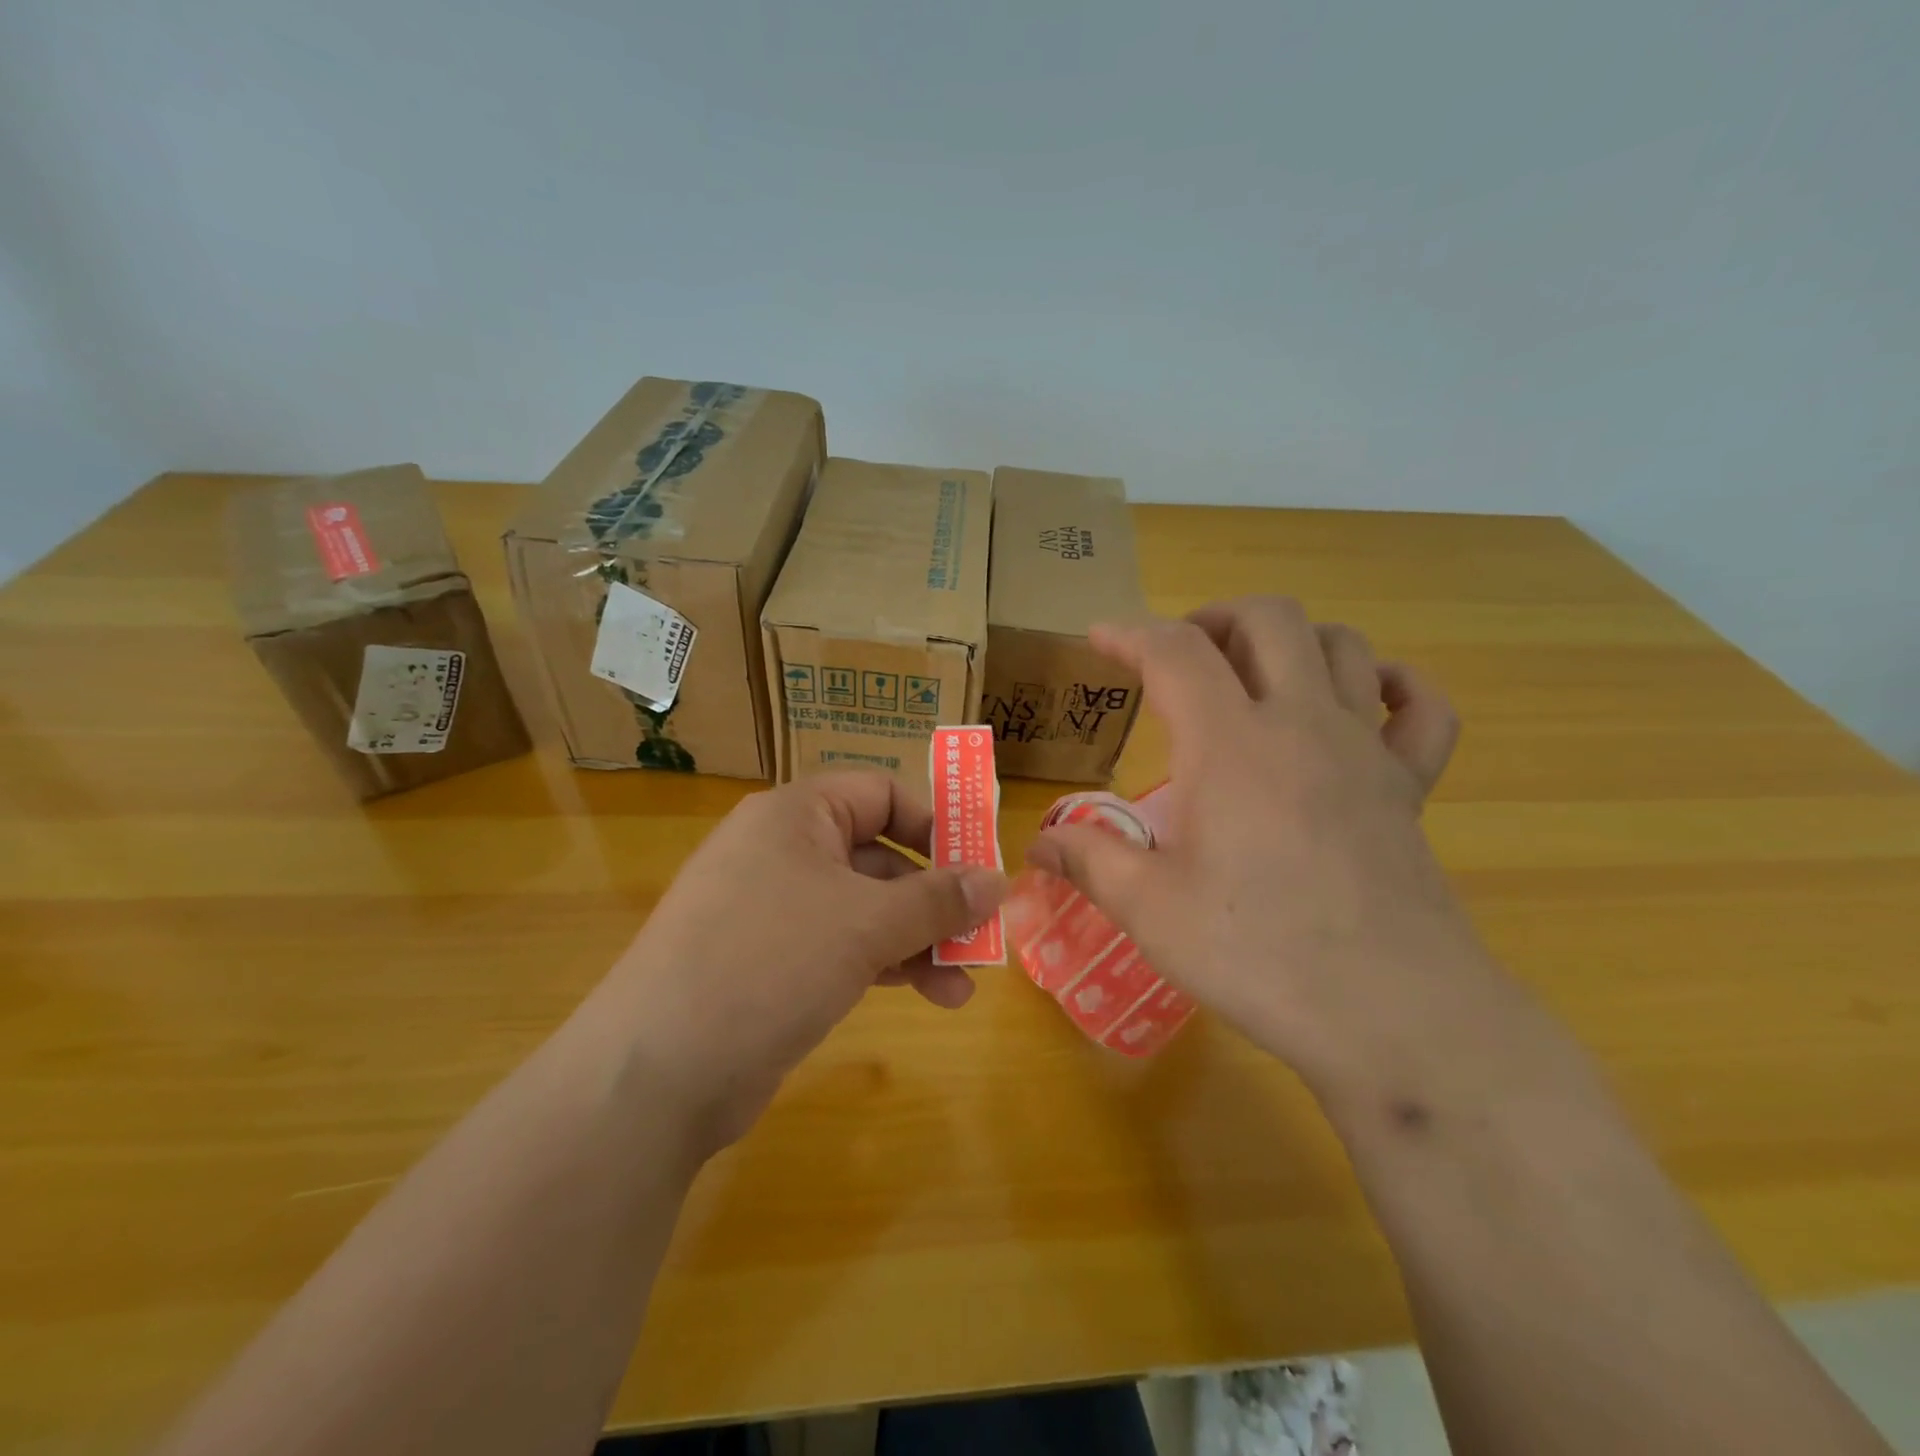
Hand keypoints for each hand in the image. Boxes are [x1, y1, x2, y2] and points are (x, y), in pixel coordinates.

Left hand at [594, 772, 1004, 1153]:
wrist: (658, 1072)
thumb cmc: (771, 962)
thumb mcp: (867, 923)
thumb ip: (937, 899)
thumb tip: (997, 880)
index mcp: (796, 816)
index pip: (880, 794)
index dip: (933, 824)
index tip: (976, 866)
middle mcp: (782, 852)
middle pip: (879, 857)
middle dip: (934, 899)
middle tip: (981, 935)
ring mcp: (773, 910)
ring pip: (864, 909)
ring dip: (918, 941)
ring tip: (963, 987)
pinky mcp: (770, 963)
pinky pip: (841, 946)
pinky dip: (884, 964)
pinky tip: (927, 995)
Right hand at [1026, 596, 1502, 1102]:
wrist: (1394, 1015)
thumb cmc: (1260, 954)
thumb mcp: (1151, 911)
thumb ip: (1090, 860)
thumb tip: (1039, 842)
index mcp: (1230, 744)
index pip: (1175, 652)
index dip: (1129, 634)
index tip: (1099, 639)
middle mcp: (1302, 724)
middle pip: (1268, 619)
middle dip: (1214, 618)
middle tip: (1179, 656)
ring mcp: (1365, 751)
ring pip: (1343, 646)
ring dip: (1291, 641)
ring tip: (1253, 675)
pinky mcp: (1409, 788)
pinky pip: (1421, 708)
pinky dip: (1392, 685)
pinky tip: (1361, 702)